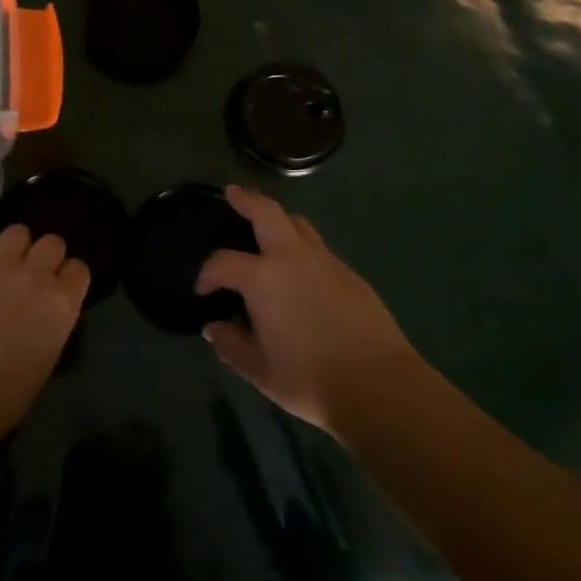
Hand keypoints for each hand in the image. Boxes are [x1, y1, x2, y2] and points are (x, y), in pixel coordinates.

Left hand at [0, 225, 90, 441]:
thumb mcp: (42, 363)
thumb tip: (39, 318)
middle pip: (52, 242)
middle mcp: (34, 276)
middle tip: (30, 278)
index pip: (78, 269)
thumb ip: (48, 327)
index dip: (67, 278)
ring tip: (1, 269)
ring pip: (16, 232)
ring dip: (13, 248)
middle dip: (44, 256)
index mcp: (60, 305)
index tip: (58, 290)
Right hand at [197, 185, 423, 437]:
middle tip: (233, 194)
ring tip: (268, 231)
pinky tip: (301, 274)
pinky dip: (302, 248)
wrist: (379, 385)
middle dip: (247, 199)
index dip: (207, 273)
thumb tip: (215, 327)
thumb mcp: (259, 370)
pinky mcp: (350, 274)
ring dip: (279, 220)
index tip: (202, 290)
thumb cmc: (310, 379)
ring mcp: (326, 261)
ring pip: (298, 224)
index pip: (223, 262)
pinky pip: (319, 249)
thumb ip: (231, 345)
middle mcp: (293, 257)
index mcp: (263, 277)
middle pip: (267, 211)